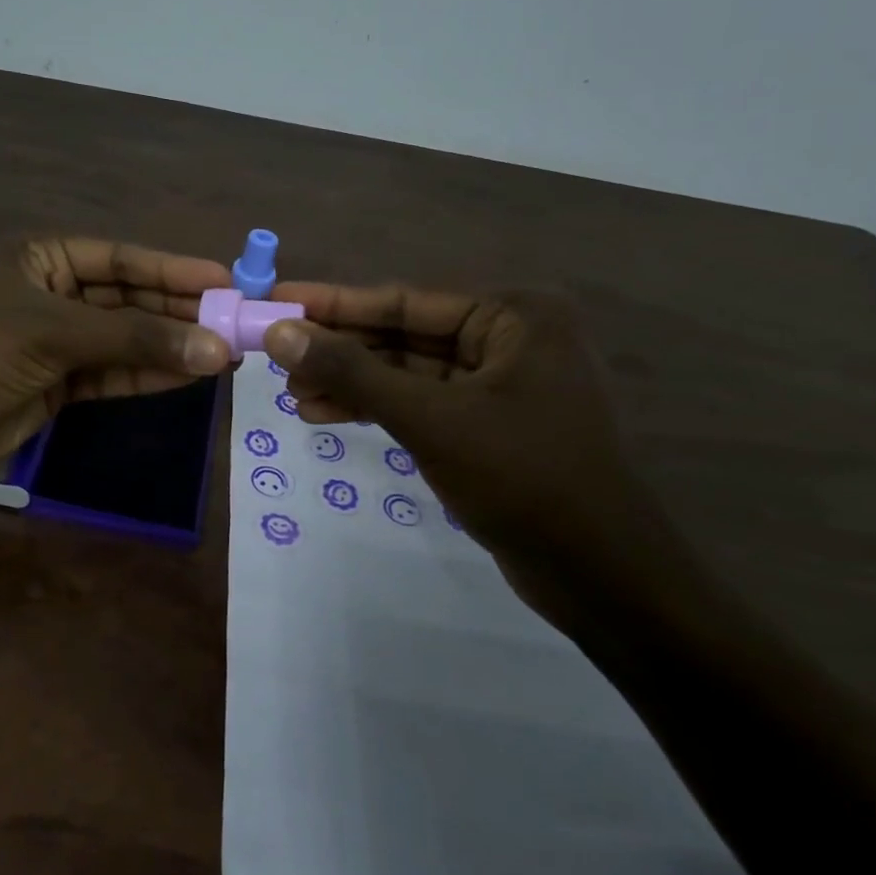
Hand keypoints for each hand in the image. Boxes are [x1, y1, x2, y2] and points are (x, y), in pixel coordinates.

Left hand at [0, 238, 232, 480]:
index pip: (121, 258)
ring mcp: (59, 340)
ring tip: (227, 352)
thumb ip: (135, 341)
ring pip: (127, 339)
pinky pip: (115, 373)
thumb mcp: (54, 334)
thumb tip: (216, 348)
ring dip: (172, 346)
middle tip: (236, 322)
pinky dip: (150, 375)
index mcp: (43, 258)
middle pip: (130, 298)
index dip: (173, 267)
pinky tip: (191, 376)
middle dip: (179, 311)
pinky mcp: (61, 383)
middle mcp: (55, 293)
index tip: (225, 279)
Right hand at [263, 282, 654, 626]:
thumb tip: (278, 333)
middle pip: (403, 334)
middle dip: (339, 351)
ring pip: (406, 372)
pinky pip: (419, 403)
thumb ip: (352, 373)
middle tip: (275, 356)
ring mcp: (499, 383)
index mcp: (513, 315)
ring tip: (292, 394)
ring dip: (350, 383)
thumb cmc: (523, 478)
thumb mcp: (429, 419)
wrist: (601, 574)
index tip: (278, 302)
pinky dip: (376, 409)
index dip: (334, 304)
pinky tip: (325, 415)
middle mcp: (509, 337)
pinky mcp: (487, 424)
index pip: (404, 300)